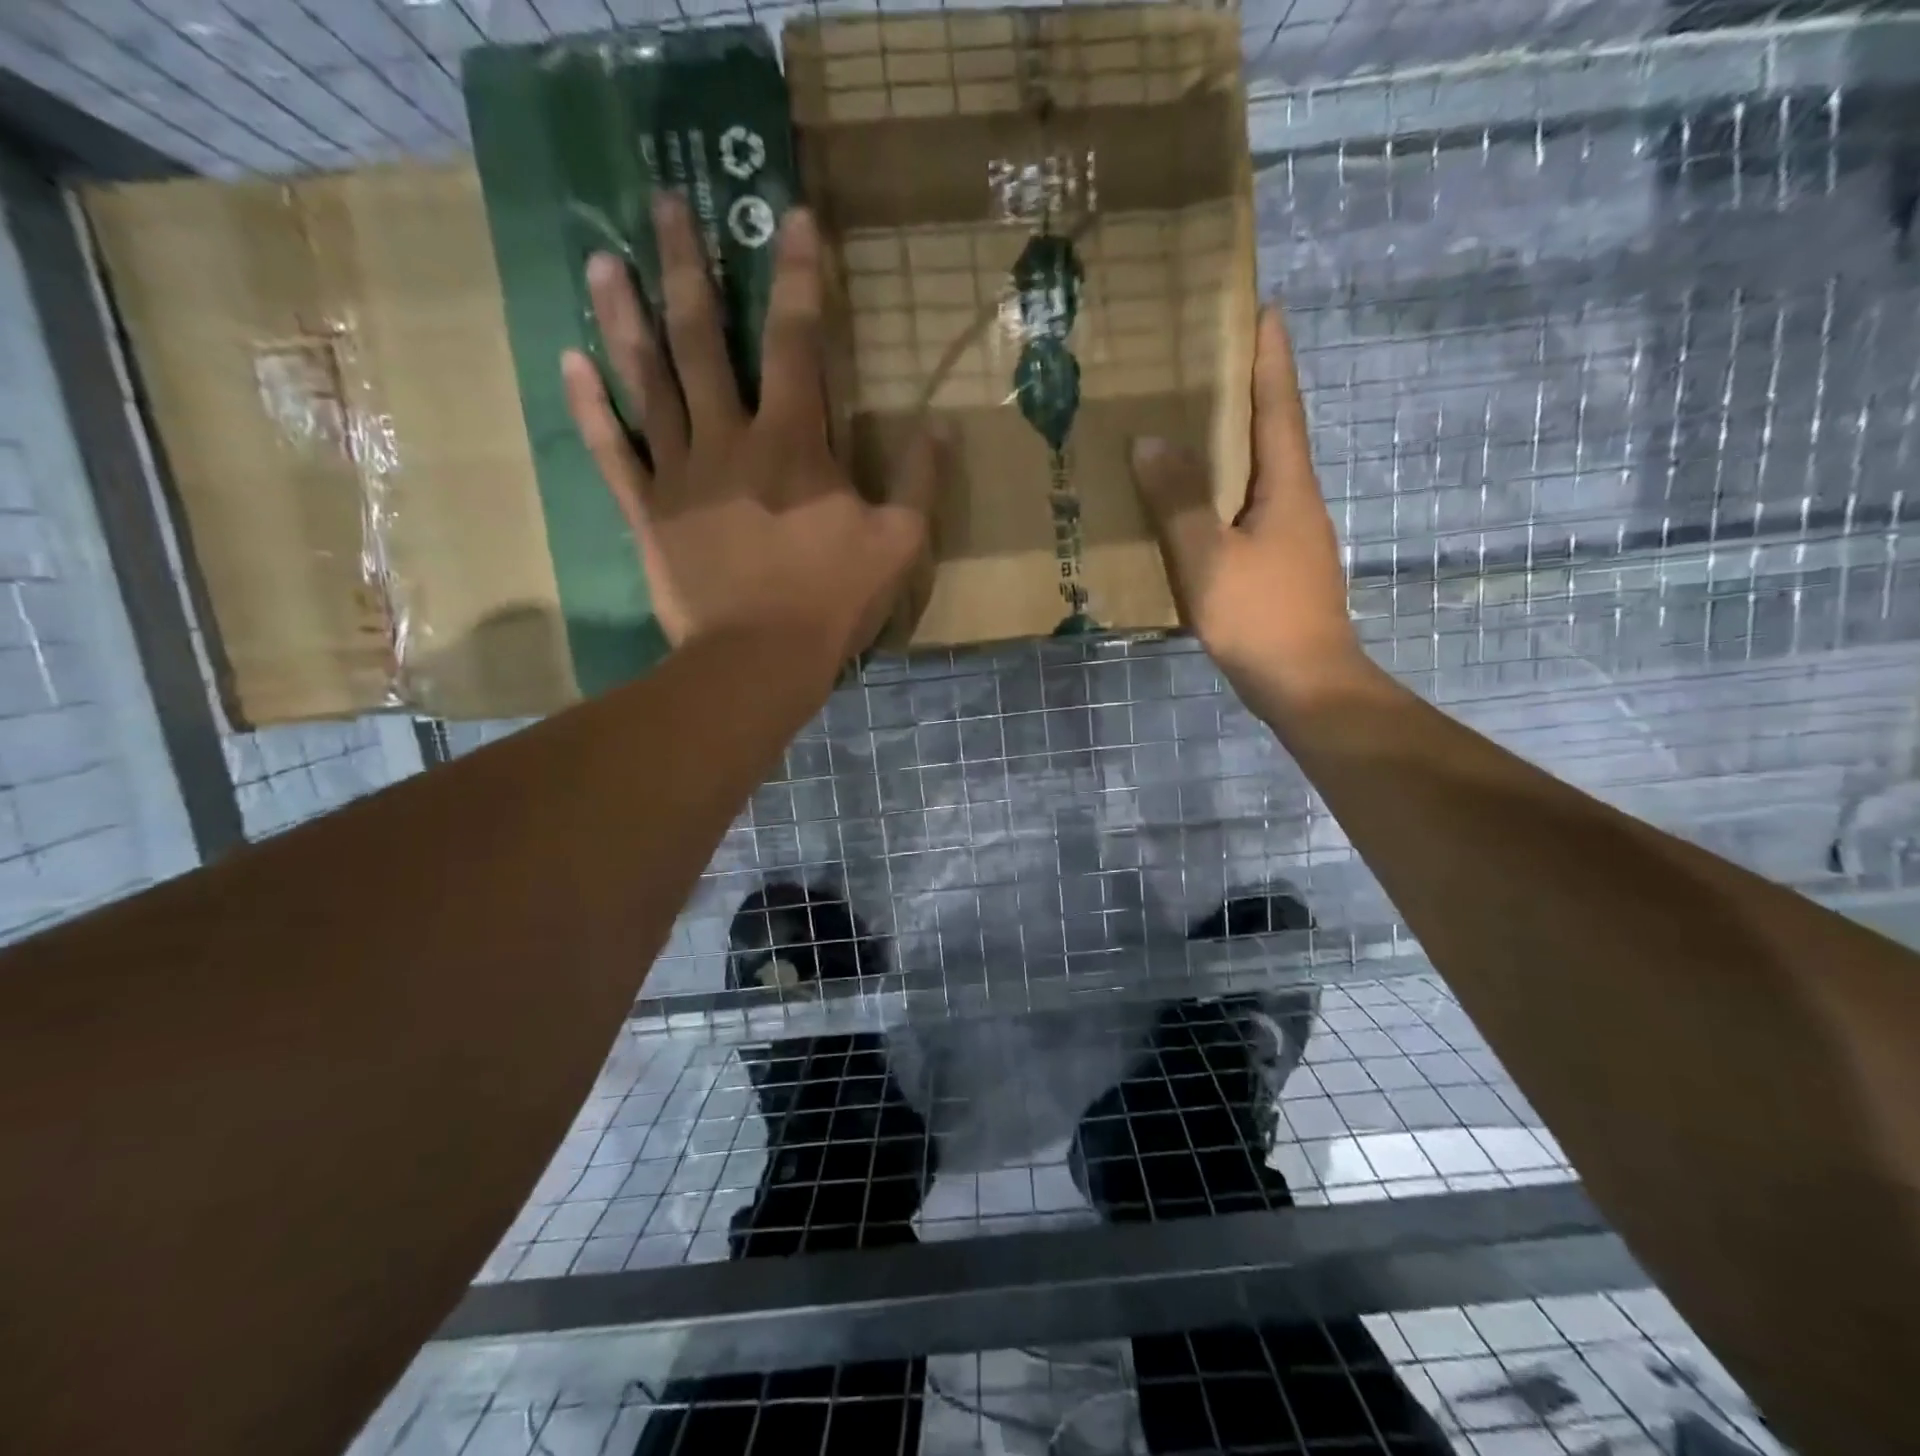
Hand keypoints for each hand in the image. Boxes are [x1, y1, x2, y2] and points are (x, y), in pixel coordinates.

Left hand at [561, 195, 940, 669]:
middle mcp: (729, 439)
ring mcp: (680, 474)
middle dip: (687, 267)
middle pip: (703, 340)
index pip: (797, 341)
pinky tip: (570, 362)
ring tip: (604, 259)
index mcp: (793, 442)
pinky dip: (591, 409)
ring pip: (648, 382)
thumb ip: (920, 483)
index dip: (799, 277)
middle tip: (663, 201)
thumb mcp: (899, 544)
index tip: (789, 216)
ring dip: (625, 318)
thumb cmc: (832, 601)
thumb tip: (942, 426)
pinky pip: (614, 452)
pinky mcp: (648, 513)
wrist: (758, 660)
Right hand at [1129, 306, 1368, 710]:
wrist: (1305, 685)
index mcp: (1287, 486)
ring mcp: (1290, 536)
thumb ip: (1179, 501)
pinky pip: (1246, 511)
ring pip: (1259, 474)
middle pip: (1272, 432)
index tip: (1262, 308)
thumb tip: (1150, 440)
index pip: (1279, 404)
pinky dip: (1223, 492)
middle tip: (1208, 362)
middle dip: (1248, 392)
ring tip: (1190, 426)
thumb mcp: (1209, 558)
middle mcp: (1295, 500)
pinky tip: (1193, 504)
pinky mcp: (1278, 566)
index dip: (1270, 357)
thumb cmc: (1260, 616)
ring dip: (1233, 444)